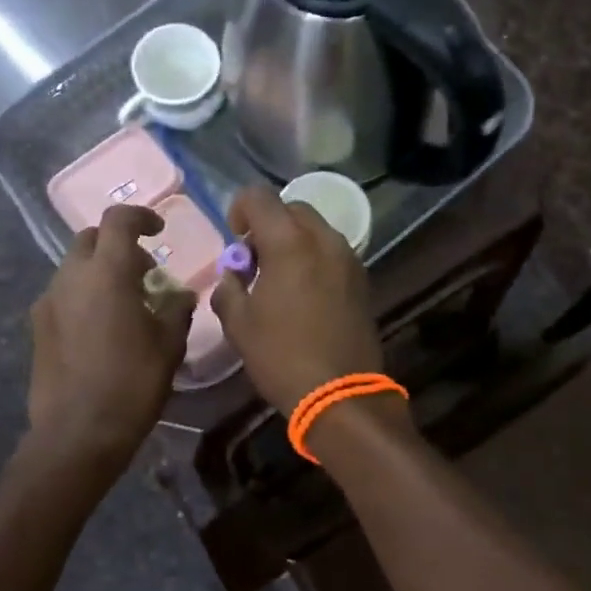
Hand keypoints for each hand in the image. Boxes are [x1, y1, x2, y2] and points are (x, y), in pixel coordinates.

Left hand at [28, 206, 195, 473]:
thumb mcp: (168, 345)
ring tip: (124, 302)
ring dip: (100, 271)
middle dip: (118, 244)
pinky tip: (100, 328)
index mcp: (107, 272)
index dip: (140, 216)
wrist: (77, 432)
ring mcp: (49, 300)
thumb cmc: (132, 383)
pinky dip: (84, 294)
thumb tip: (181, 295)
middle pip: (91, 239)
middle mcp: (72, 276)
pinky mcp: (37, 326)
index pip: (118, 220)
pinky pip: (63, 294)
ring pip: (74, 267)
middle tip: (144, 271)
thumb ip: (176, 309)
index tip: (158, 229)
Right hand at [210, 185, 385, 414]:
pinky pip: (331, 252)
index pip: (260, 197)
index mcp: (289, 243)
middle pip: (292, 208)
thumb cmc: (281, 356)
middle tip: (255, 260)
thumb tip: (234, 275)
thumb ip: (228, 287)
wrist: (340, 393)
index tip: (235, 238)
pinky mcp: (362, 279)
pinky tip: (303, 294)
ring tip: (279, 279)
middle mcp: (324, 239)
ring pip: (315, 229)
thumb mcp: (238, 324)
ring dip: (293, 241)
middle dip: (269, 224)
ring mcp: (349, 258)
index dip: (240, 209)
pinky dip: (313, 258)